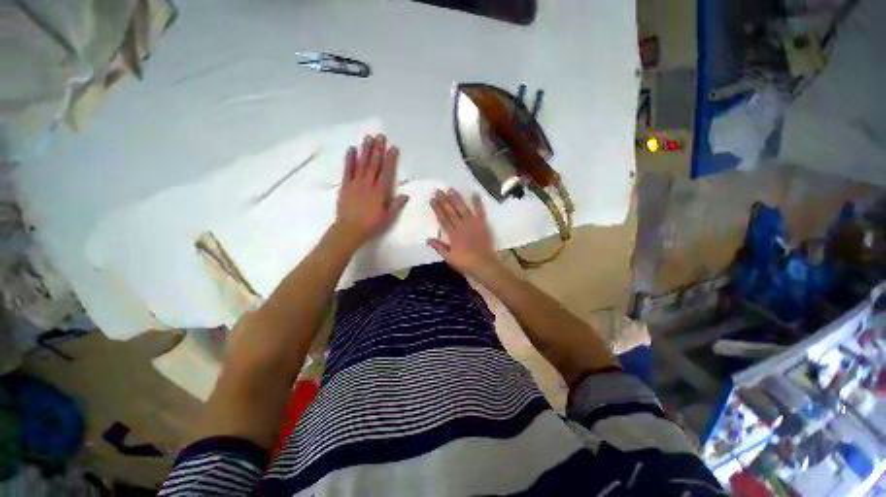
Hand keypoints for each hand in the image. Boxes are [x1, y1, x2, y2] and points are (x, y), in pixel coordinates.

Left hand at [335, 135, 408, 246]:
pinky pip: (347, 170)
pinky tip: (351, 149)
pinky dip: (350, 159)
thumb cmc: (371, 225)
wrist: (349, 229)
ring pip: (361, 164)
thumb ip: (396, 205)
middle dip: (378, 150)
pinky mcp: (345, 186)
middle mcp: (368, 184)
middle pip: (374, 164)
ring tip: (368, 138)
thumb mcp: (387, 217)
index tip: (393, 148)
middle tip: (380, 136)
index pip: (387, 172)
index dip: (391, 159)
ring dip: (365, 150)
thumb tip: (406, 195)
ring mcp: (356, 184)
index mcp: (380, 192)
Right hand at [428, 188, 498, 277]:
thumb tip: (428, 239)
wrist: (484, 264)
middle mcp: (461, 226)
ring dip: (457, 199)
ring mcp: (472, 224)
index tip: (432, 200)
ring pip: (463, 209)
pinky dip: (477, 203)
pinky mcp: (482, 224)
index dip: (437, 209)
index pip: (443, 219)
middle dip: (444, 201)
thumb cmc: (465, 262)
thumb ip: (439, 247)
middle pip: (451, 212)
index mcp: (452, 234)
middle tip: (438, 190)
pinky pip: (480, 211)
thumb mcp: (449, 258)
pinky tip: (474, 193)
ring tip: (451, 189)